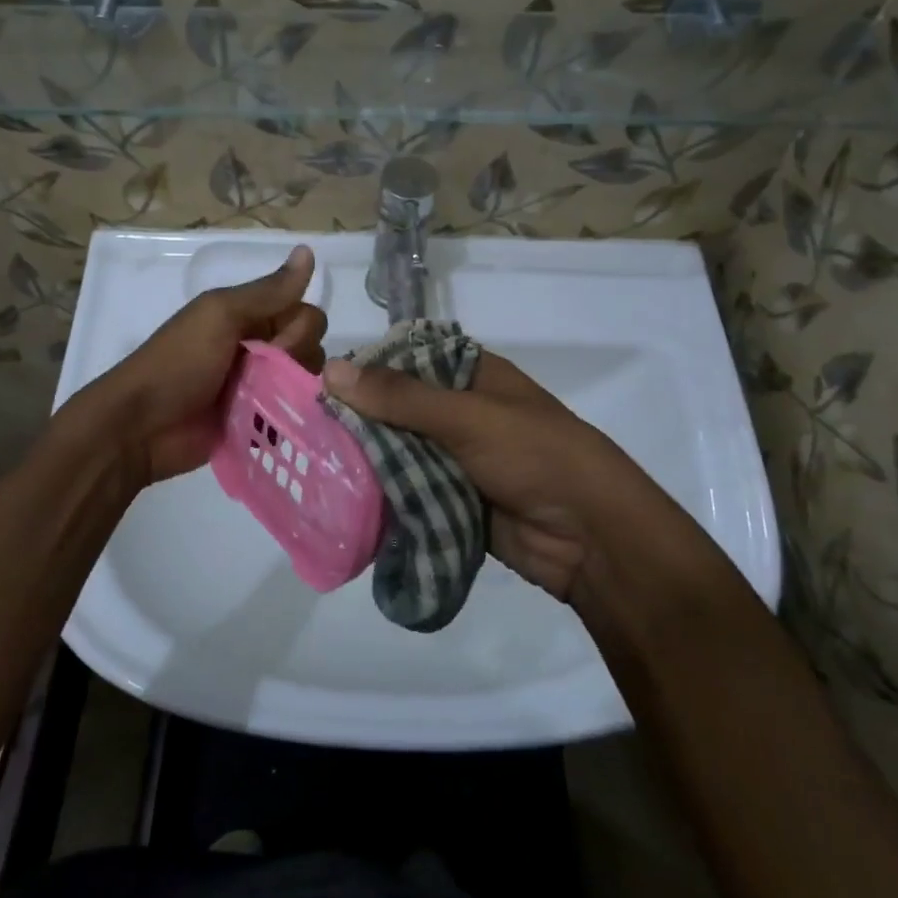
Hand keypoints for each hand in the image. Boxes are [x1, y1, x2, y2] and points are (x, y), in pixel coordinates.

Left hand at [79, 245, 324, 486]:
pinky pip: (293, 415)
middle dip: (299, 360)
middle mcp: (258, 348)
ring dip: (297, 390)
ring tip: (270, 402)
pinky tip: (285, 424)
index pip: (304, 312)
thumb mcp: (220, 315)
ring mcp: (258, 389)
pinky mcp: (257, 424)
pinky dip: (294, 417)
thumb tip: (308, 250)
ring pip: (305, 382)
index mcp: (248, 317)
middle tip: (266, 374)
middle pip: (311, 348)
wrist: (141, 427)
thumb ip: (267, 291)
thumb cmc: (179, 362)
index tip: (277, 342)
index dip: (300, 327)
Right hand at [321, 351, 655, 601]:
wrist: (592, 537)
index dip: (365, 369)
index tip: (317, 383)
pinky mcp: (453, 499)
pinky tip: (342, 497)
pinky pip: (409, 489)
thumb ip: (399, 397)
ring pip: (400, 451)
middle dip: (359, 420)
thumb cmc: (535, 455)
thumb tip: (330, 370)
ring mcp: (457, 457)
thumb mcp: (467, 417)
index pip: (406, 360)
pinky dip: (384, 494)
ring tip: (313, 463)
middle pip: (398, 408)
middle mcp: (461, 411)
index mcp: (471, 375)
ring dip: (368, 459)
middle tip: (305, 429)